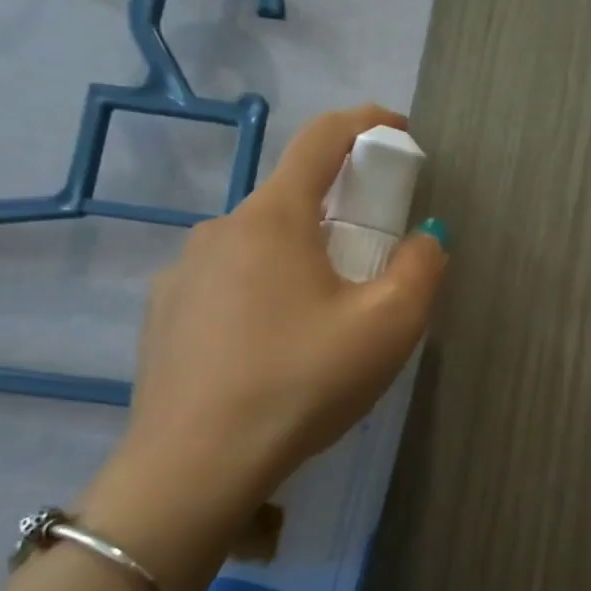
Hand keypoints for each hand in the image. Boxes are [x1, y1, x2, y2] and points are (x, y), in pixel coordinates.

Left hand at [119, 105, 448, 520]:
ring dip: (302, 260)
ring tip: (326, 323)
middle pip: (294, 198)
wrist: (195, 467)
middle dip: (343, 214)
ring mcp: (183, 272)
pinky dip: (265, 293)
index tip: (398, 131)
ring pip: (261, 246)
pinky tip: (275, 351)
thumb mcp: (390, 326)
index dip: (365, 123)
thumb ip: (422, 267)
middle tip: (375, 264)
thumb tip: (426, 237)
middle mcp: (220, 229)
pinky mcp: (164, 314)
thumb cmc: (303, 382)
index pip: (321, 139)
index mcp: (273, 218)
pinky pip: (230, 283)